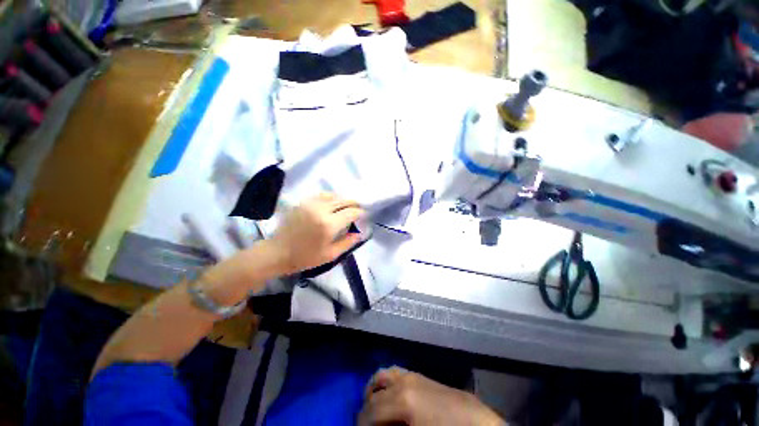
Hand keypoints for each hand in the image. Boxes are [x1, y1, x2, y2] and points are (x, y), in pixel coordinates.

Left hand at [270, 193, 364, 273]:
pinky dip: (330, 197)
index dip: (359, 212)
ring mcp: (310, 204)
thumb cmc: (306, 257)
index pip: (351, 212)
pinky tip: (331, 203)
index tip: (363, 214)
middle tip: (357, 209)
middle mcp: (321, 210)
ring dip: (342, 199)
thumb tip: (360, 233)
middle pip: (343, 200)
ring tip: (346, 206)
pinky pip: (321, 195)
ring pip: (333, 195)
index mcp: (329, 225)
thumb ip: (348, 242)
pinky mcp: (302, 203)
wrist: (277, 253)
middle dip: (353, 203)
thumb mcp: (330, 255)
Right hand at [359, 367, 503, 425]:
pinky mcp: (424, 376)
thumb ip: (390, 425)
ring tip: (375, 408)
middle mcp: (406, 380)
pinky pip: (399, 374)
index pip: (370, 409)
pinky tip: (392, 399)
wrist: (479, 425)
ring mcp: (415, 375)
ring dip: (377, 389)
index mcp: (403, 398)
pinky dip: (390, 384)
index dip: (361, 422)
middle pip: (376, 387)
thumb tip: (375, 423)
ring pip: (386, 374)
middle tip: (366, 422)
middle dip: (367, 406)